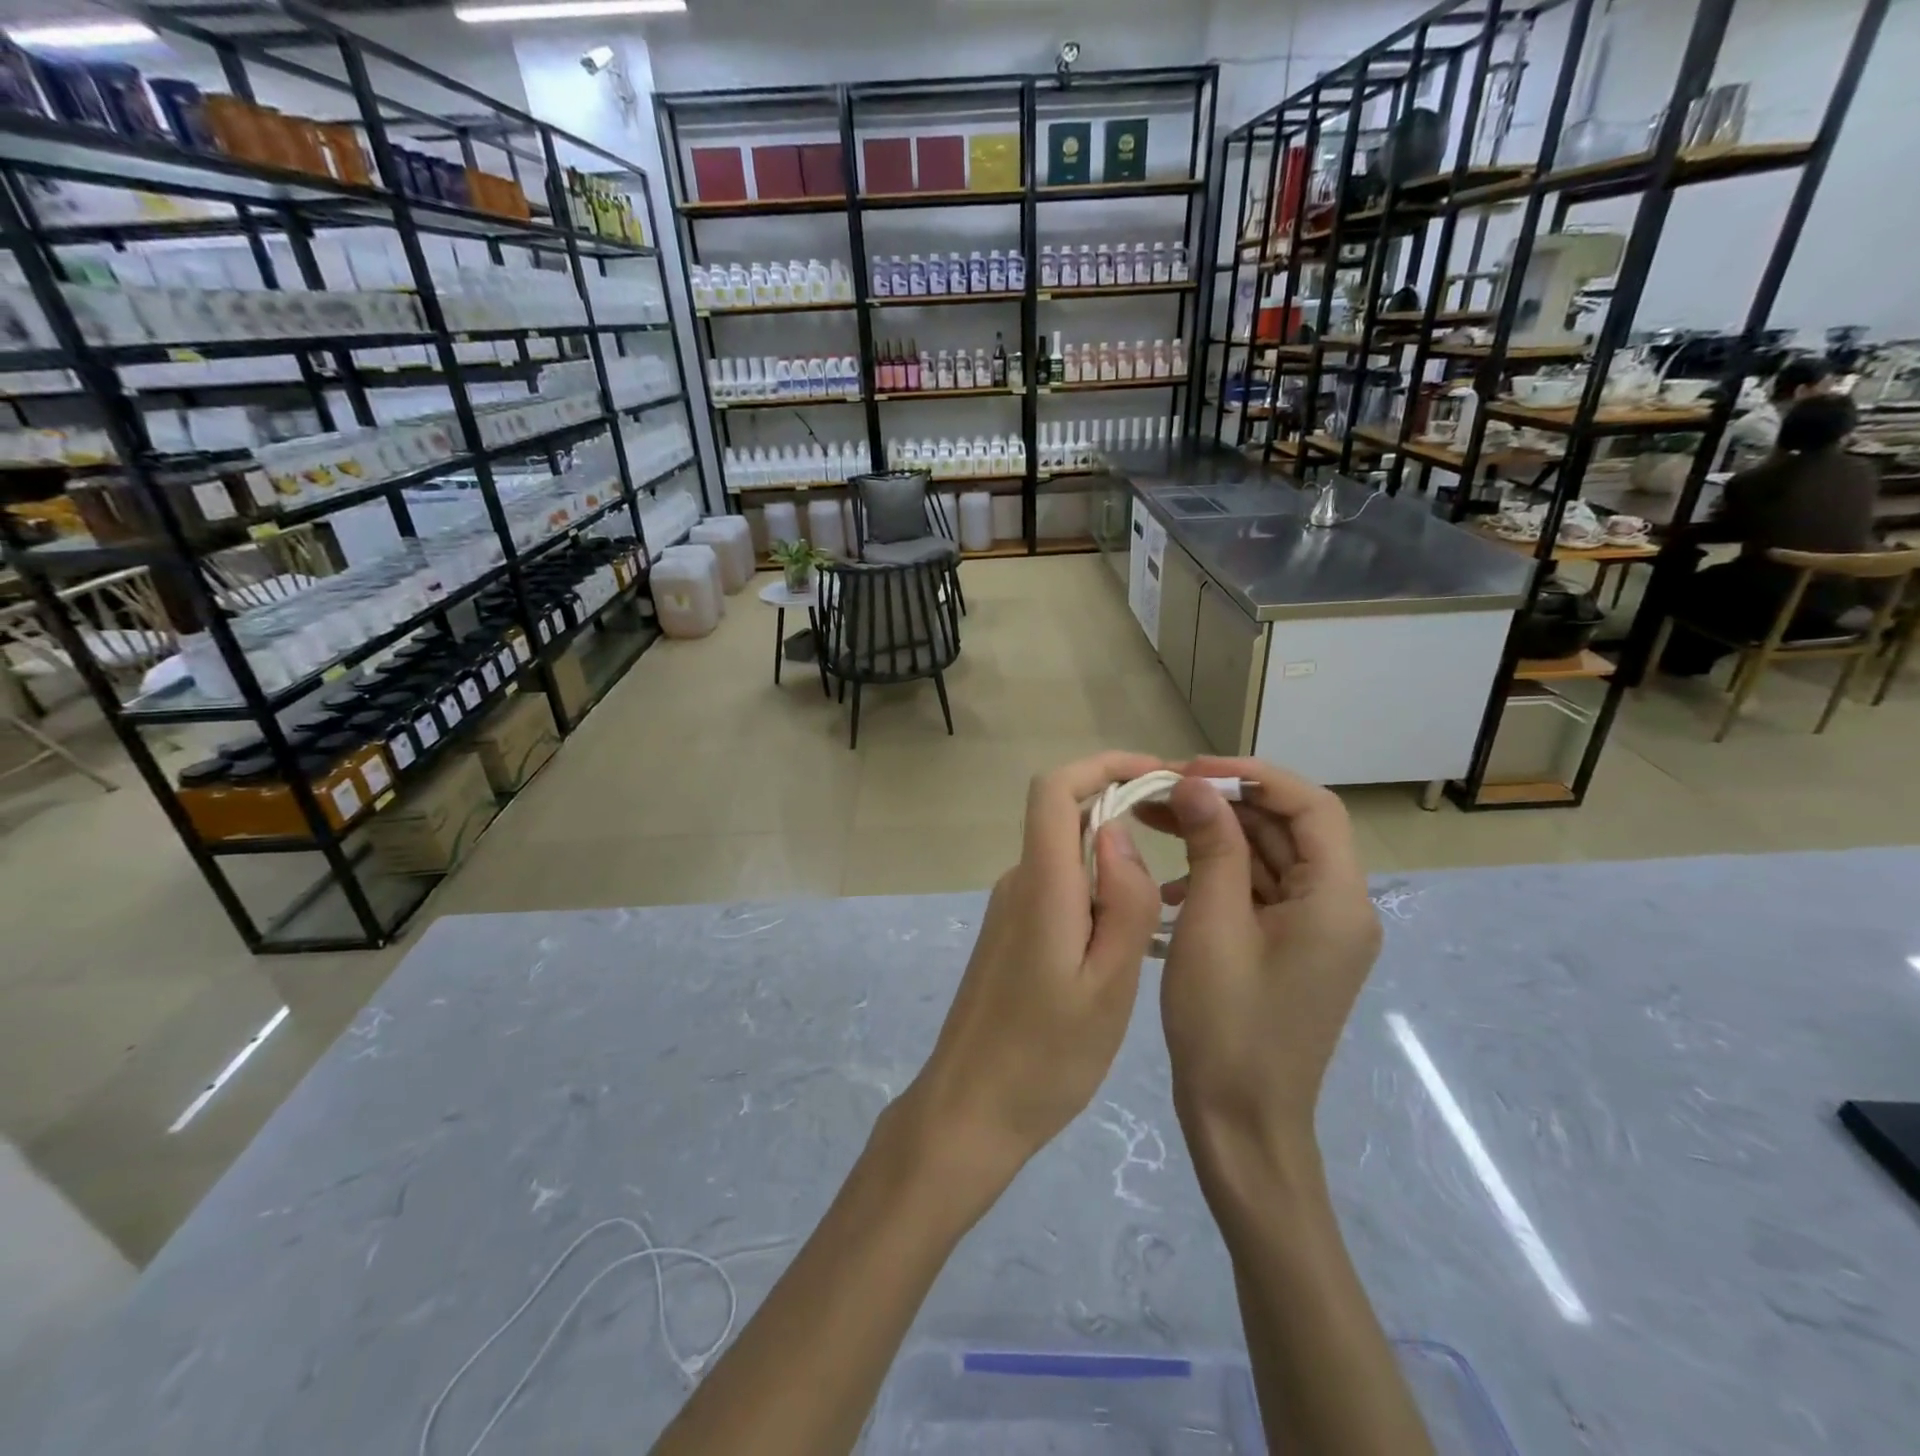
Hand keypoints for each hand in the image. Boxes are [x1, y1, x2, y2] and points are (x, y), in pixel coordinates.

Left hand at [903, 751, 1164, 1193]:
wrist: (970, 1109)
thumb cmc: (1047, 1057)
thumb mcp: (1109, 984)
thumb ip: (1123, 900)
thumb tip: (1118, 830)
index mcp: (1042, 885)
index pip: (1055, 788)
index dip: (1105, 765)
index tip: (1160, 777)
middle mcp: (1019, 882)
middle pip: (1065, 814)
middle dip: (1124, 808)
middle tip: (1187, 840)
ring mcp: (1011, 907)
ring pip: (1067, 855)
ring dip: (1115, 856)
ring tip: (1171, 894)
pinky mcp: (1012, 933)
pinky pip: (1059, 888)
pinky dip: (1097, 889)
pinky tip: (1128, 935)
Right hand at [1145, 757, 1380, 1186]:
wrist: (1242, 1123)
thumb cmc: (1227, 1025)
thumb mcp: (1212, 925)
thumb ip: (1211, 846)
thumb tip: (1196, 783)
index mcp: (1337, 900)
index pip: (1311, 806)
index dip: (1252, 777)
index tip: (1191, 769)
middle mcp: (1339, 907)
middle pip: (1287, 829)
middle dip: (1224, 804)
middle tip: (1160, 793)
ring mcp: (1316, 930)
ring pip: (1269, 858)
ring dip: (1216, 837)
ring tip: (1154, 822)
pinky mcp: (1292, 948)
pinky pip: (1259, 892)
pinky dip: (1218, 875)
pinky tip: (1171, 886)